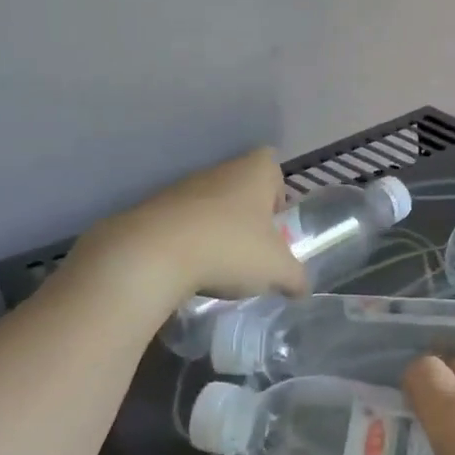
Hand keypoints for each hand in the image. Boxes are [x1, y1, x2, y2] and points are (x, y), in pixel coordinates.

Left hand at [64, 148, 308, 311]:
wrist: (152, 255)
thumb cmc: (230, 248)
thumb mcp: (277, 270)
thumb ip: (296, 278)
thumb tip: (302, 288)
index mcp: (253, 171)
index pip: (272, 165)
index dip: (277, 193)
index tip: (276, 224)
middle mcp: (218, 171)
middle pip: (240, 188)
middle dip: (248, 218)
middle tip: (253, 252)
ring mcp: (181, 188)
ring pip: (210, 206)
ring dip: (217, 231)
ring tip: (220, 266)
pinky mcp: (152, 210)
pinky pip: (181, 224)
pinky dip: (189, 243)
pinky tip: (190, 270)